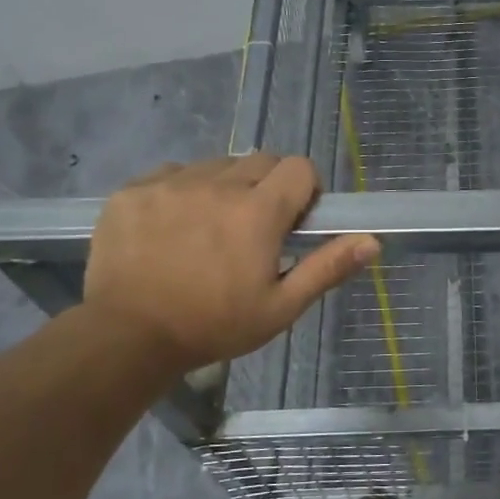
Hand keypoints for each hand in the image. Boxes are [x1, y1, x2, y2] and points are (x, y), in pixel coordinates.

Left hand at [84, 155, 378, 369]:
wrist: (127, 337)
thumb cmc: (214, 326)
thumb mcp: (280, 307)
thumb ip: (327, 268)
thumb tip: (372, 241)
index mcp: (258, 212)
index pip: (299, 167)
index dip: (305, 189)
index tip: (295, 220)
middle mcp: (217, 185)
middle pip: (260, 161)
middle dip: (268, 187)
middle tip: (254, 228)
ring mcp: (171, 184)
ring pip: (215, 166)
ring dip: (225, 187)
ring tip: (210, 228)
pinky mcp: (133, 190)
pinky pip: (172, 173)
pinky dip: (182, 191)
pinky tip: (173, 227)